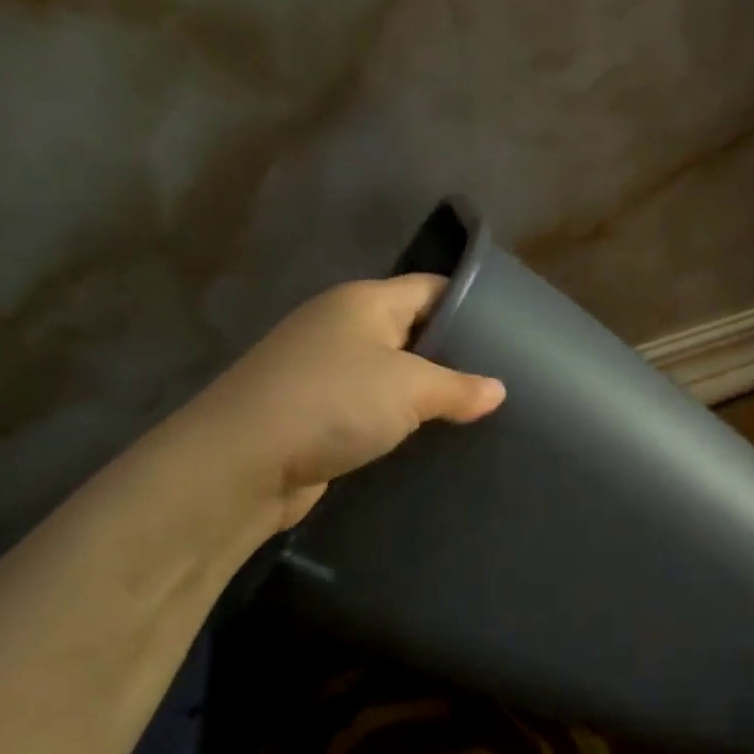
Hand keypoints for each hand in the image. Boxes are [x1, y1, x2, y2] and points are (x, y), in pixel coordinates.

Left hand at [176, 274, 504, 531]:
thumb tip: (497, 391)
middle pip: (413, 332)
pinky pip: (371, 409)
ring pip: (392, 375)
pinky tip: (431, 441)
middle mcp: (342, 328)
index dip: (471, 305)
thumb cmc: (332, 404)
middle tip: (502, 380)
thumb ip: (459, 387)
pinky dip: (399, 422)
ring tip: (477, 414)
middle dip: (454, 356)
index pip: (431, 288)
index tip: (512, 333)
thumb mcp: (409, 388)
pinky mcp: (316, 414)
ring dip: (426, 395)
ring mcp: (325, 371)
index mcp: (364, 302)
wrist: (242, 464)